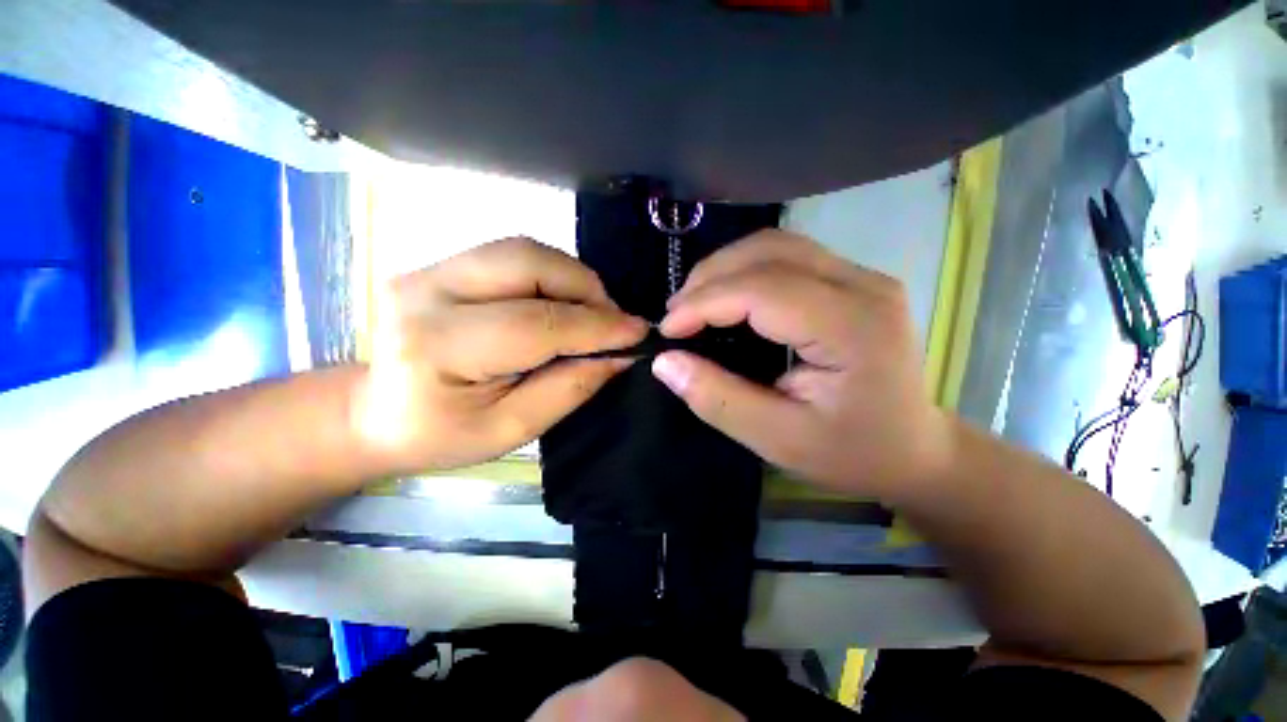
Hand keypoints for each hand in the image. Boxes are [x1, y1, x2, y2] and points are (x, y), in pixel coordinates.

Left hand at [353, 237, 647, 471]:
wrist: (373, 411)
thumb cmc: (440, 434)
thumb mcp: (510, 429)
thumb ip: (569, 389)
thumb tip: (619, 356)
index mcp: (439, 346)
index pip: (537, 323)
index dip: (596, 326)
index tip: (638, 332)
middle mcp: (428, 291)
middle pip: (528, 263)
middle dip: (586, 288)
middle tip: (613, 321)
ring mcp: (430, 268)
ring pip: (524, 250)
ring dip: (572, 278)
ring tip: (592, 312)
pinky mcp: (442, 263)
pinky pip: (513, 256)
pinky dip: (551, 275)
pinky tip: (563, 302)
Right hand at [651, 230, 951, 498]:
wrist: (914, 449)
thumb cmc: (851, 453)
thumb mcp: (778, 440)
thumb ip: (718, 399)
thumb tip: (665, 362)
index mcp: (853, 327)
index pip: (762, 290)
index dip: (704, 303)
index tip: (667, 331)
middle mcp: (864, 284)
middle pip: (768, 252)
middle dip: (709, 279)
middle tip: (676, 316)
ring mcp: (862, 275)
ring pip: (775, 245)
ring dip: (724, 269)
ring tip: (694, 304)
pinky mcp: (852, 279)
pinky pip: (786, 256)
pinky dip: (744, 270)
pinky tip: (726, 297)